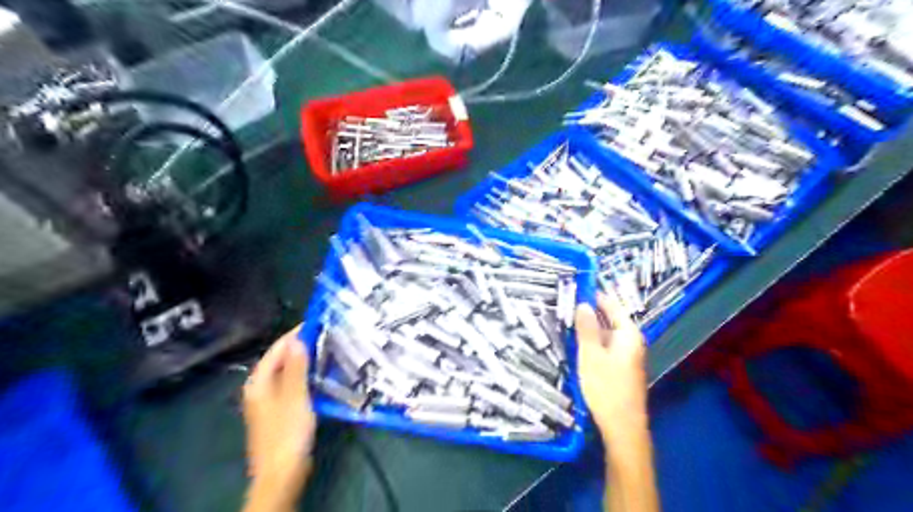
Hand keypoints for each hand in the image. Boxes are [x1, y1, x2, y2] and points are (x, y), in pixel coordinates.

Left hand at [242, 329, 317, 511]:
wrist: (282, 472)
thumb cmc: (287, 431)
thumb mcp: (295, 396)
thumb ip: (296, 367)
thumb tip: (298, 339)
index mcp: (259, 383)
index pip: (276, 349)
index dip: (295, 335)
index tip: (316, 322)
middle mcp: (260, 389)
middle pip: (280, 360)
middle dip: (300, 346)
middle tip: (325, 335)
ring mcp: (269, 401)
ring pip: (287, 372)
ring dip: (304, 361)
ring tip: (326, 350)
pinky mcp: (279, 411)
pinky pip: (292, 384)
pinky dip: (304, 375)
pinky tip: (320, 375)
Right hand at [577, 292, 648, 443]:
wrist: (622, 427)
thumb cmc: (606, 387)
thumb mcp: (591, 355)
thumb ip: (587, 328)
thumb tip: (583, 303)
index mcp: (628, 335)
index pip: (612, 306)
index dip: (596, 296)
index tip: (578, 286)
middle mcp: (632, 343)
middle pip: (611, 320)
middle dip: (591, 312)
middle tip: (568, 303)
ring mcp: (628, 357)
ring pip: (607, 335)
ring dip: (590, 328)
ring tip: (568, 320)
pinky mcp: (621, 369)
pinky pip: (606, 347)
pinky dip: (593, 342)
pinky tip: (578, 344)